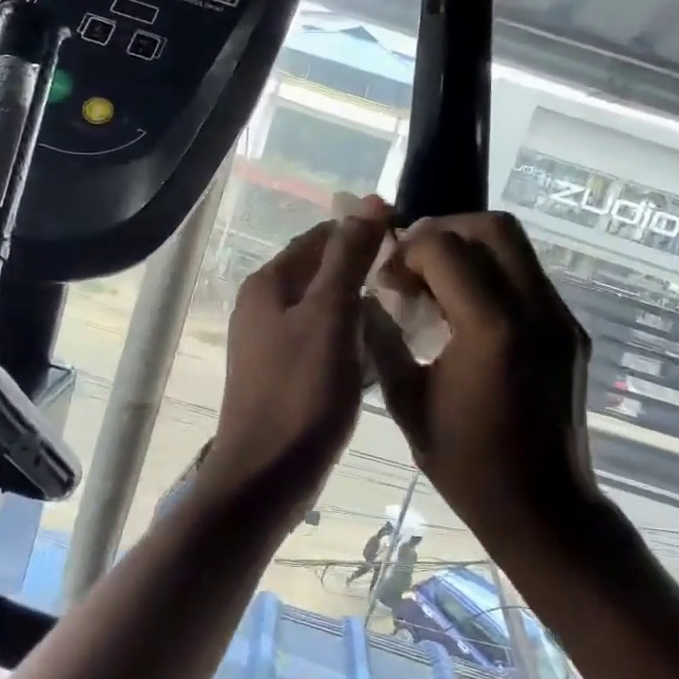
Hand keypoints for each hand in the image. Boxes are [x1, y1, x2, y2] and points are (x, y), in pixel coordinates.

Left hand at [200, 200, 390, 509]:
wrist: (266, 477)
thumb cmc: (301, 393)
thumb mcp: (330, 316)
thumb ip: (348, 257)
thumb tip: (368, 201)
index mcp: (269, 283)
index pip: (322, 236)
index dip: (364, 233)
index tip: (411, 243)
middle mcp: (263, 305)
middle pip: (321, 271)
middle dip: (365, 270)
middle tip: (415, 281)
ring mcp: (270, 342)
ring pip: (324, 307)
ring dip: (360, 305)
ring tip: (406, 312)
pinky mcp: (282, 373)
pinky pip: (322, 339)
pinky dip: (350, 337)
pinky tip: (379, 350)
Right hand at [364, 212, 607, 549]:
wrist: (545, 510)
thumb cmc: (468, 465)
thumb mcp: (407, 402)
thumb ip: (383, 340)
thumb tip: (365, 299)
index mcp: (490, 329)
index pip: (446, 247)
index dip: (408, 250)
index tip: (389, 278)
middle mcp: (535, 310)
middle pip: (494, 227)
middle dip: (445, 231)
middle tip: (415, 264)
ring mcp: (561, 318)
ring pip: (517, 247)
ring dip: (471, 250)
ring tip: (438, 284)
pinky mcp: (571, 331)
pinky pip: (529, 277)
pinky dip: (494, 275)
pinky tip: (469, 312)